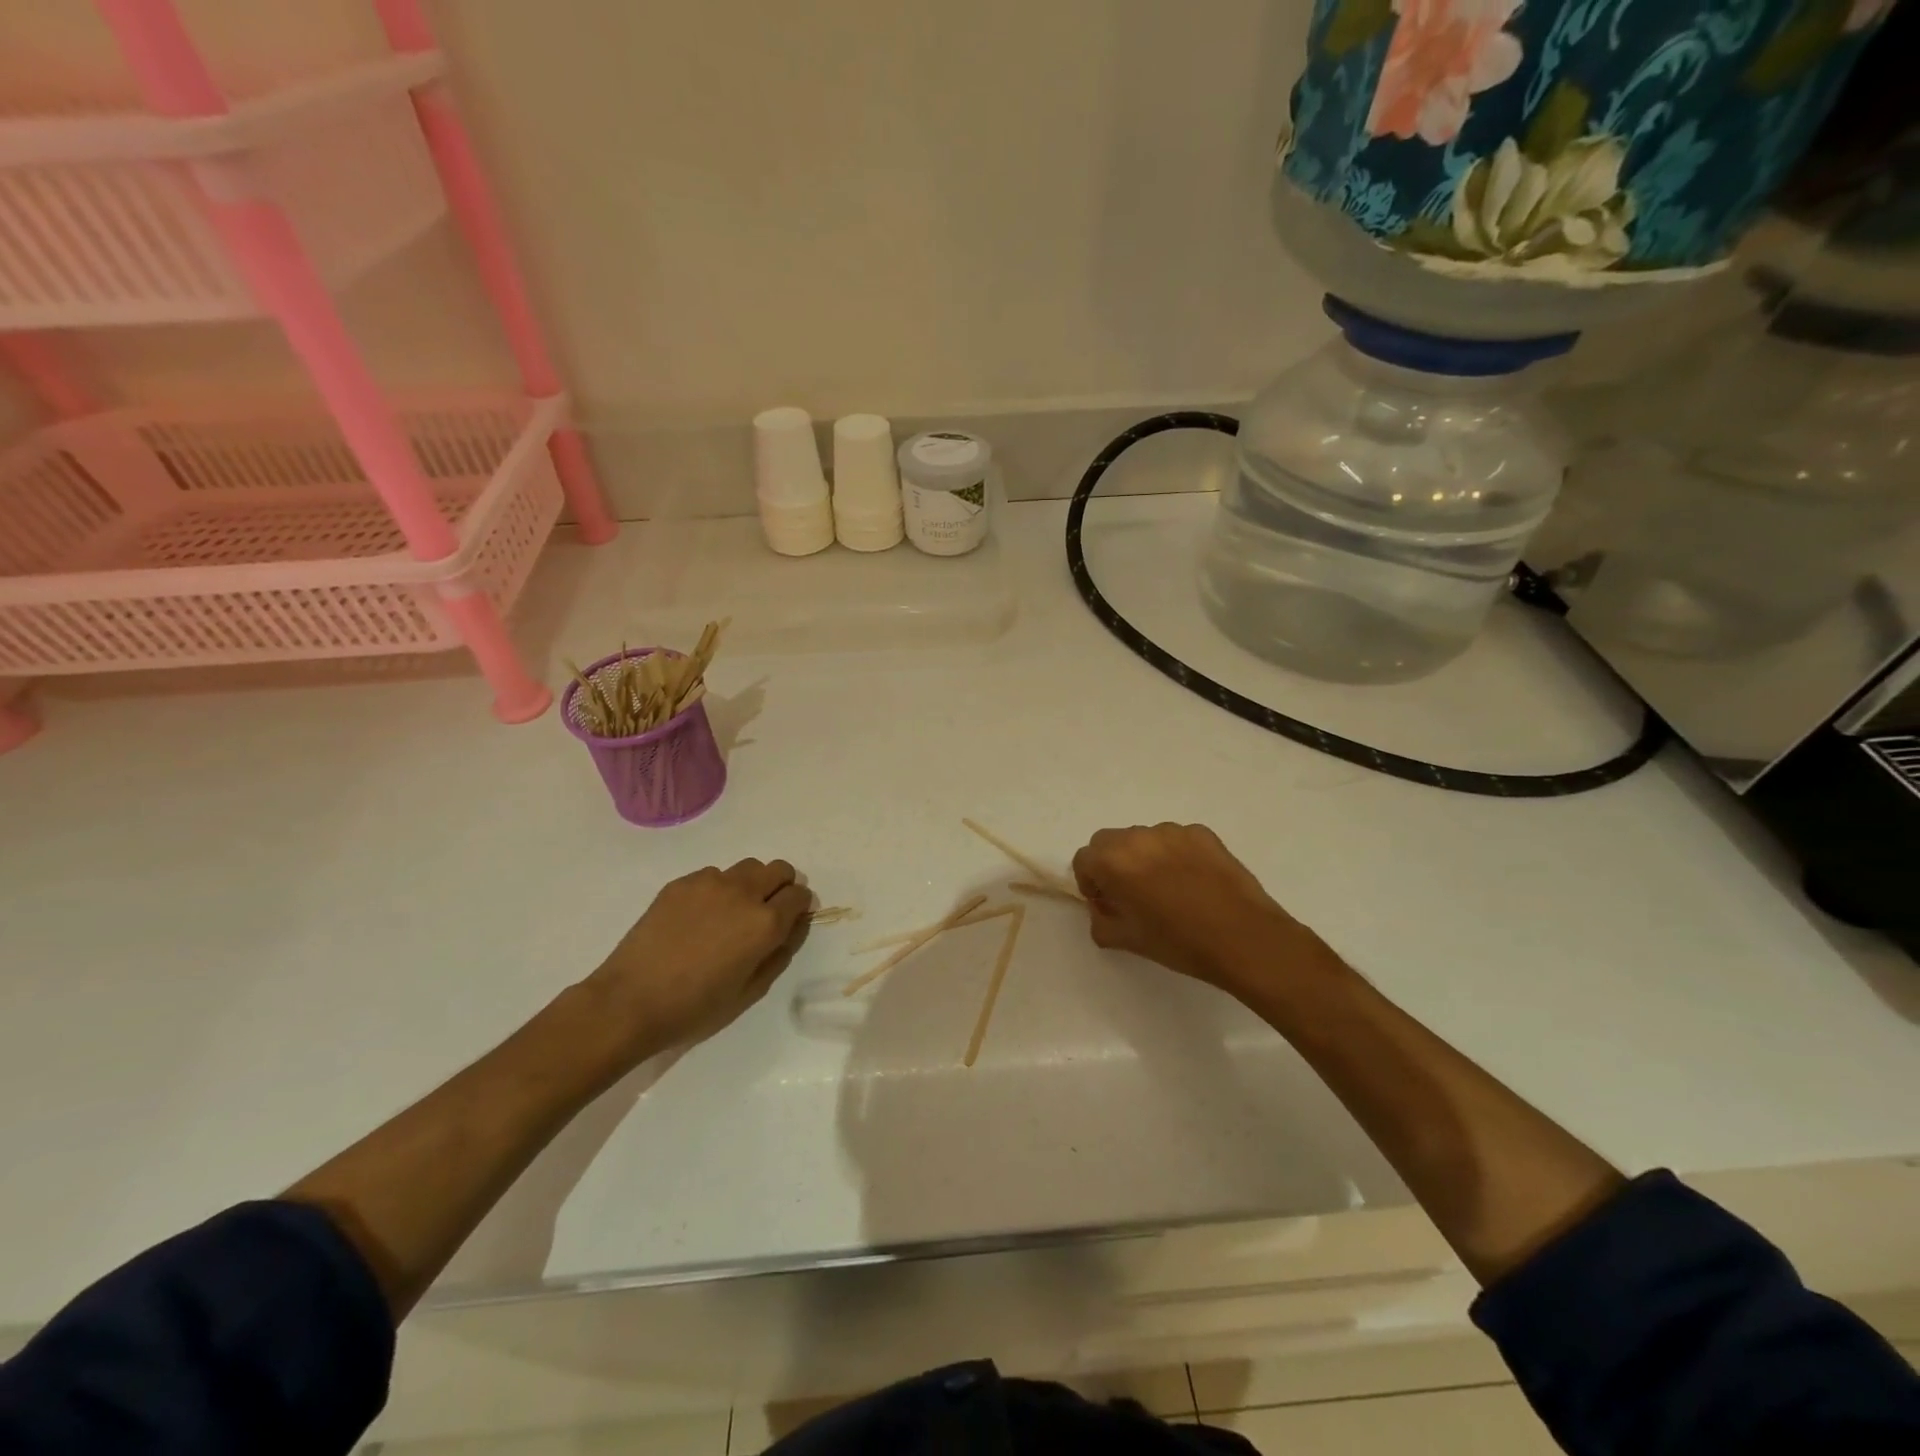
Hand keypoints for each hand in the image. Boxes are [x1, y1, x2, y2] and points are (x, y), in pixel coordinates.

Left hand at [586, 859, 811, 1059]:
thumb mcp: (750, 991)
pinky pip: (713, 875)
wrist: (629, 1001)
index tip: (789, 921)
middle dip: (781, 886)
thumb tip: (792, 928)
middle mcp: (743, 893)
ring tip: (730, 913)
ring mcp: (710, 883)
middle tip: (766, 911)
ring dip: (750, 884)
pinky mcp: (681, 883)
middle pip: (779, 869)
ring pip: (747, 867)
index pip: (799, 895)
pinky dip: (717, 889)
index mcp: (765, 923)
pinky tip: (698, 918)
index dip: (799, 907)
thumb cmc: (694, 1006)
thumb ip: (779, 954)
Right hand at [1071, 824, 1328, 997]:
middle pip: (1109, 841)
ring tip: (1167, 889)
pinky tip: (1193, 882)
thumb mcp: (1127, 940)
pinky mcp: (1202, 833)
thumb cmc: (1179, 942)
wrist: (1244, 938)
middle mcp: (1138, 837)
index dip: (1090, 882)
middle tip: (1131, 893)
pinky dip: (1174, 855)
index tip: (1106, 902)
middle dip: (1112, 863)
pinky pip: (1175, 839)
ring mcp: (1173, 831)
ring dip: (1144, 857)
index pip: (1083, 859)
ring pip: (1143, 838)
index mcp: (1114, 861)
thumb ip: (1100, 920)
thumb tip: (1103, 908)